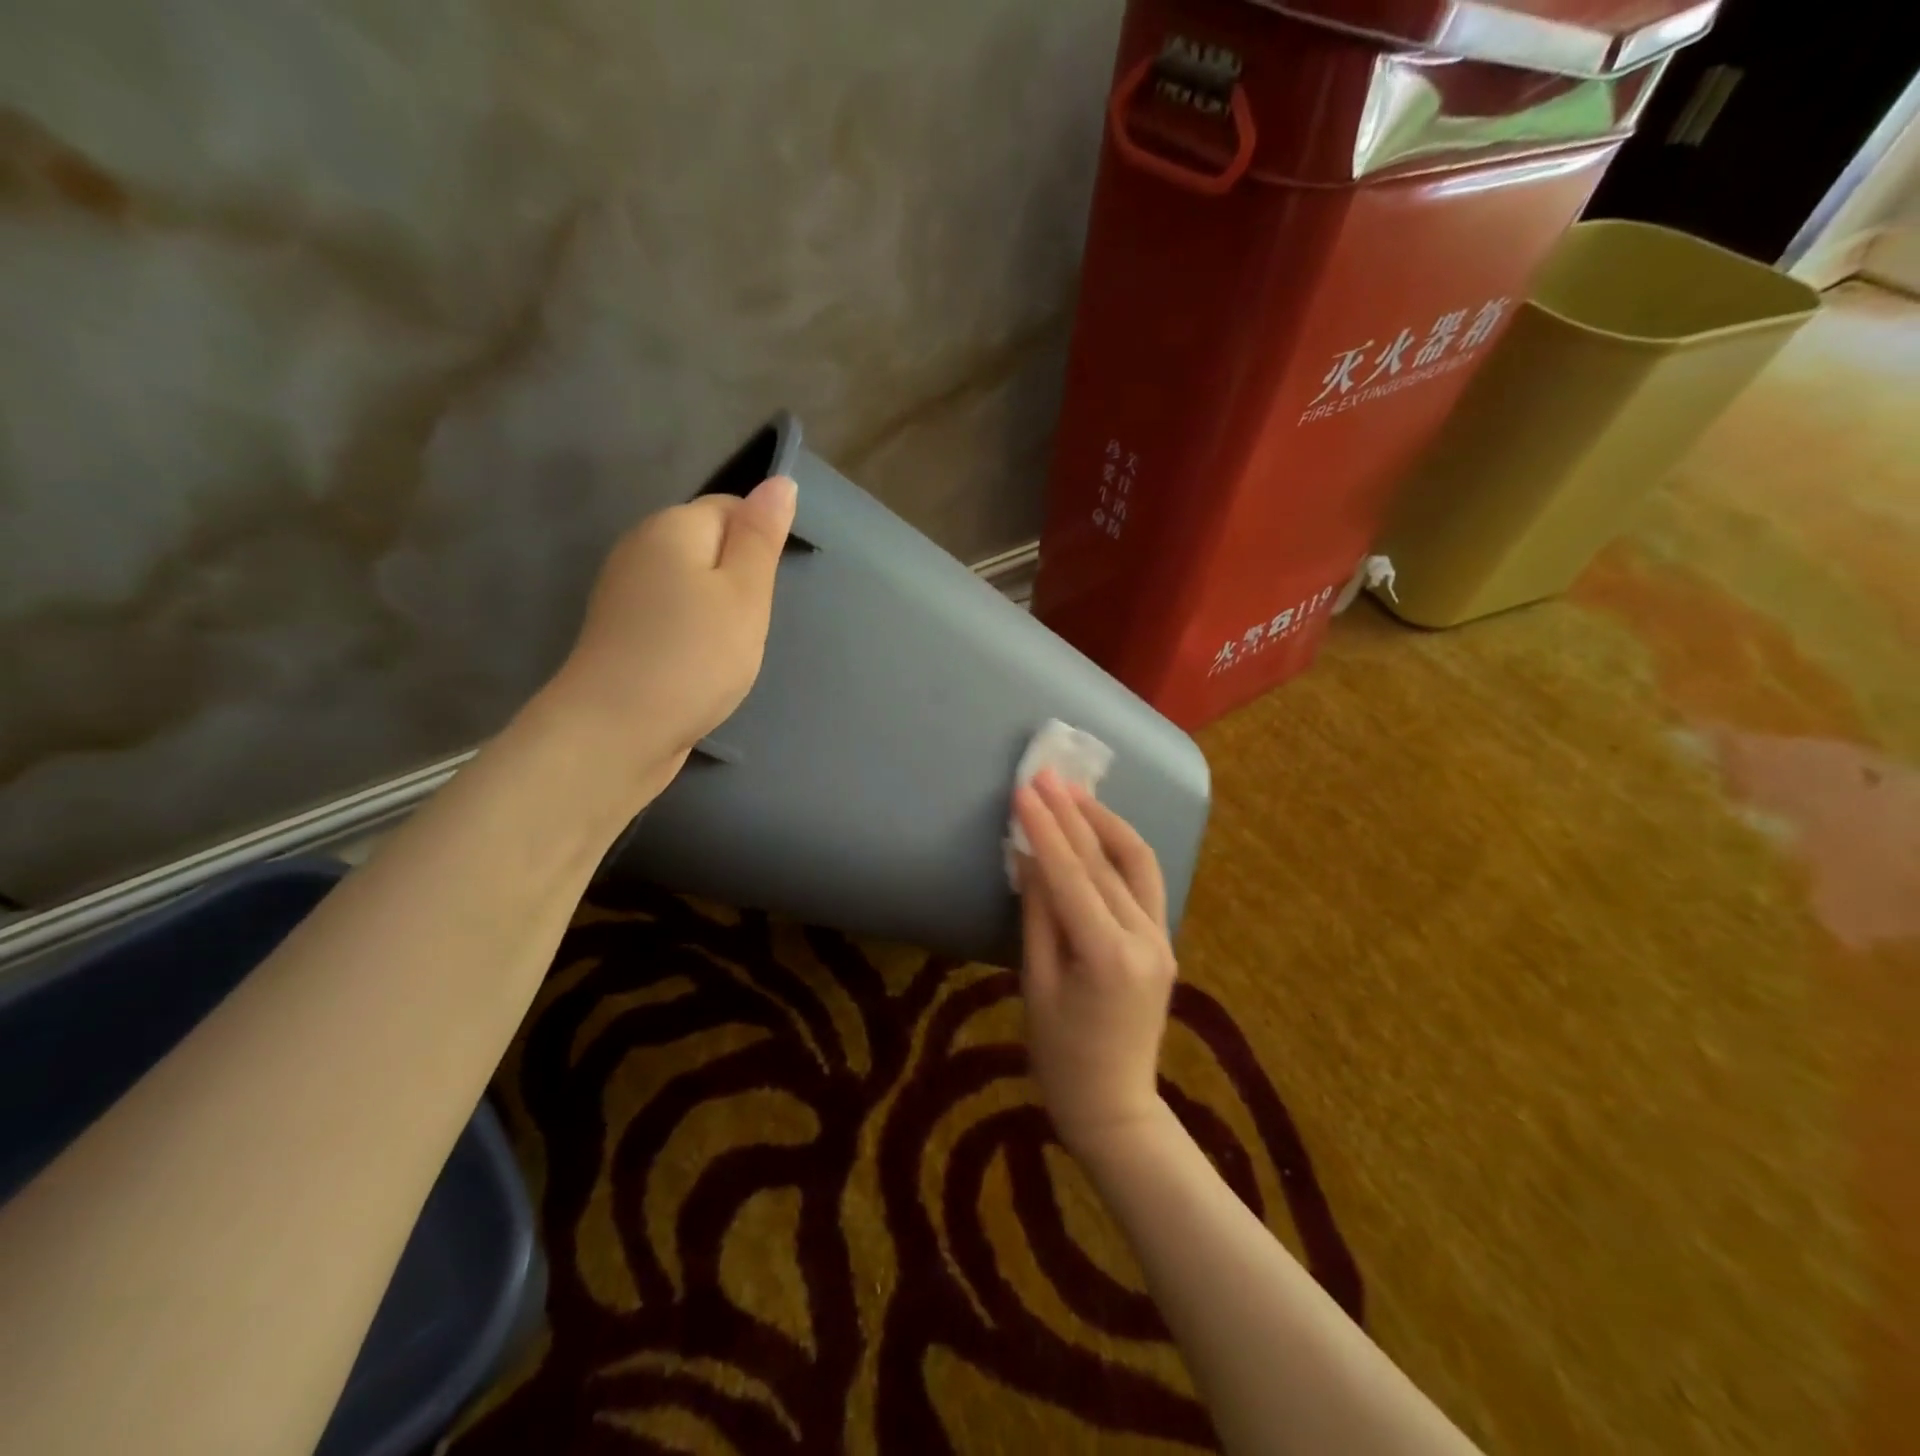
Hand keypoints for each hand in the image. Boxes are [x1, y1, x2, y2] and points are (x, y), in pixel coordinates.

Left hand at [539, 476, 796, 806]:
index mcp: (671, 527)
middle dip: (740, 578)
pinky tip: (702, 665)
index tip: (771, 589)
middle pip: (708, 545)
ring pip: (691, 584)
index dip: (759, 542)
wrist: (616, 732)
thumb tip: (779, 481)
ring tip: (729, 650)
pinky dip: (694, 634)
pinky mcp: (621, 632)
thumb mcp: (745, 593)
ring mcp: (624, 592)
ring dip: (719, 610)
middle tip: (753, 624)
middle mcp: (640, 548)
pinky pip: (672, 615)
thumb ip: (762, 536)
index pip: (730, 507)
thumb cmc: (694, 657)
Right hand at [1014, 770, 1177, 1156]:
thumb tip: (1028, 857)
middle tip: (1046, 775)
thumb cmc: (1060, 1057)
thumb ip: (1037, 915)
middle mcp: (1145, 939)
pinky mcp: (1164, 942)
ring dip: (1105, 822)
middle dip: (1073, 813)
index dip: (1046, 830)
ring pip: (1137, 863)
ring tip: (1075, 792)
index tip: (1025, 791)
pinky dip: (1120, 849)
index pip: (1072, 876)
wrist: (1115, 1107)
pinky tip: (1098, 829)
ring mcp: (1162, 939)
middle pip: (1106, 861)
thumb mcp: (1036, 985)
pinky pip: (1144, 882)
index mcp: (1108, 957)